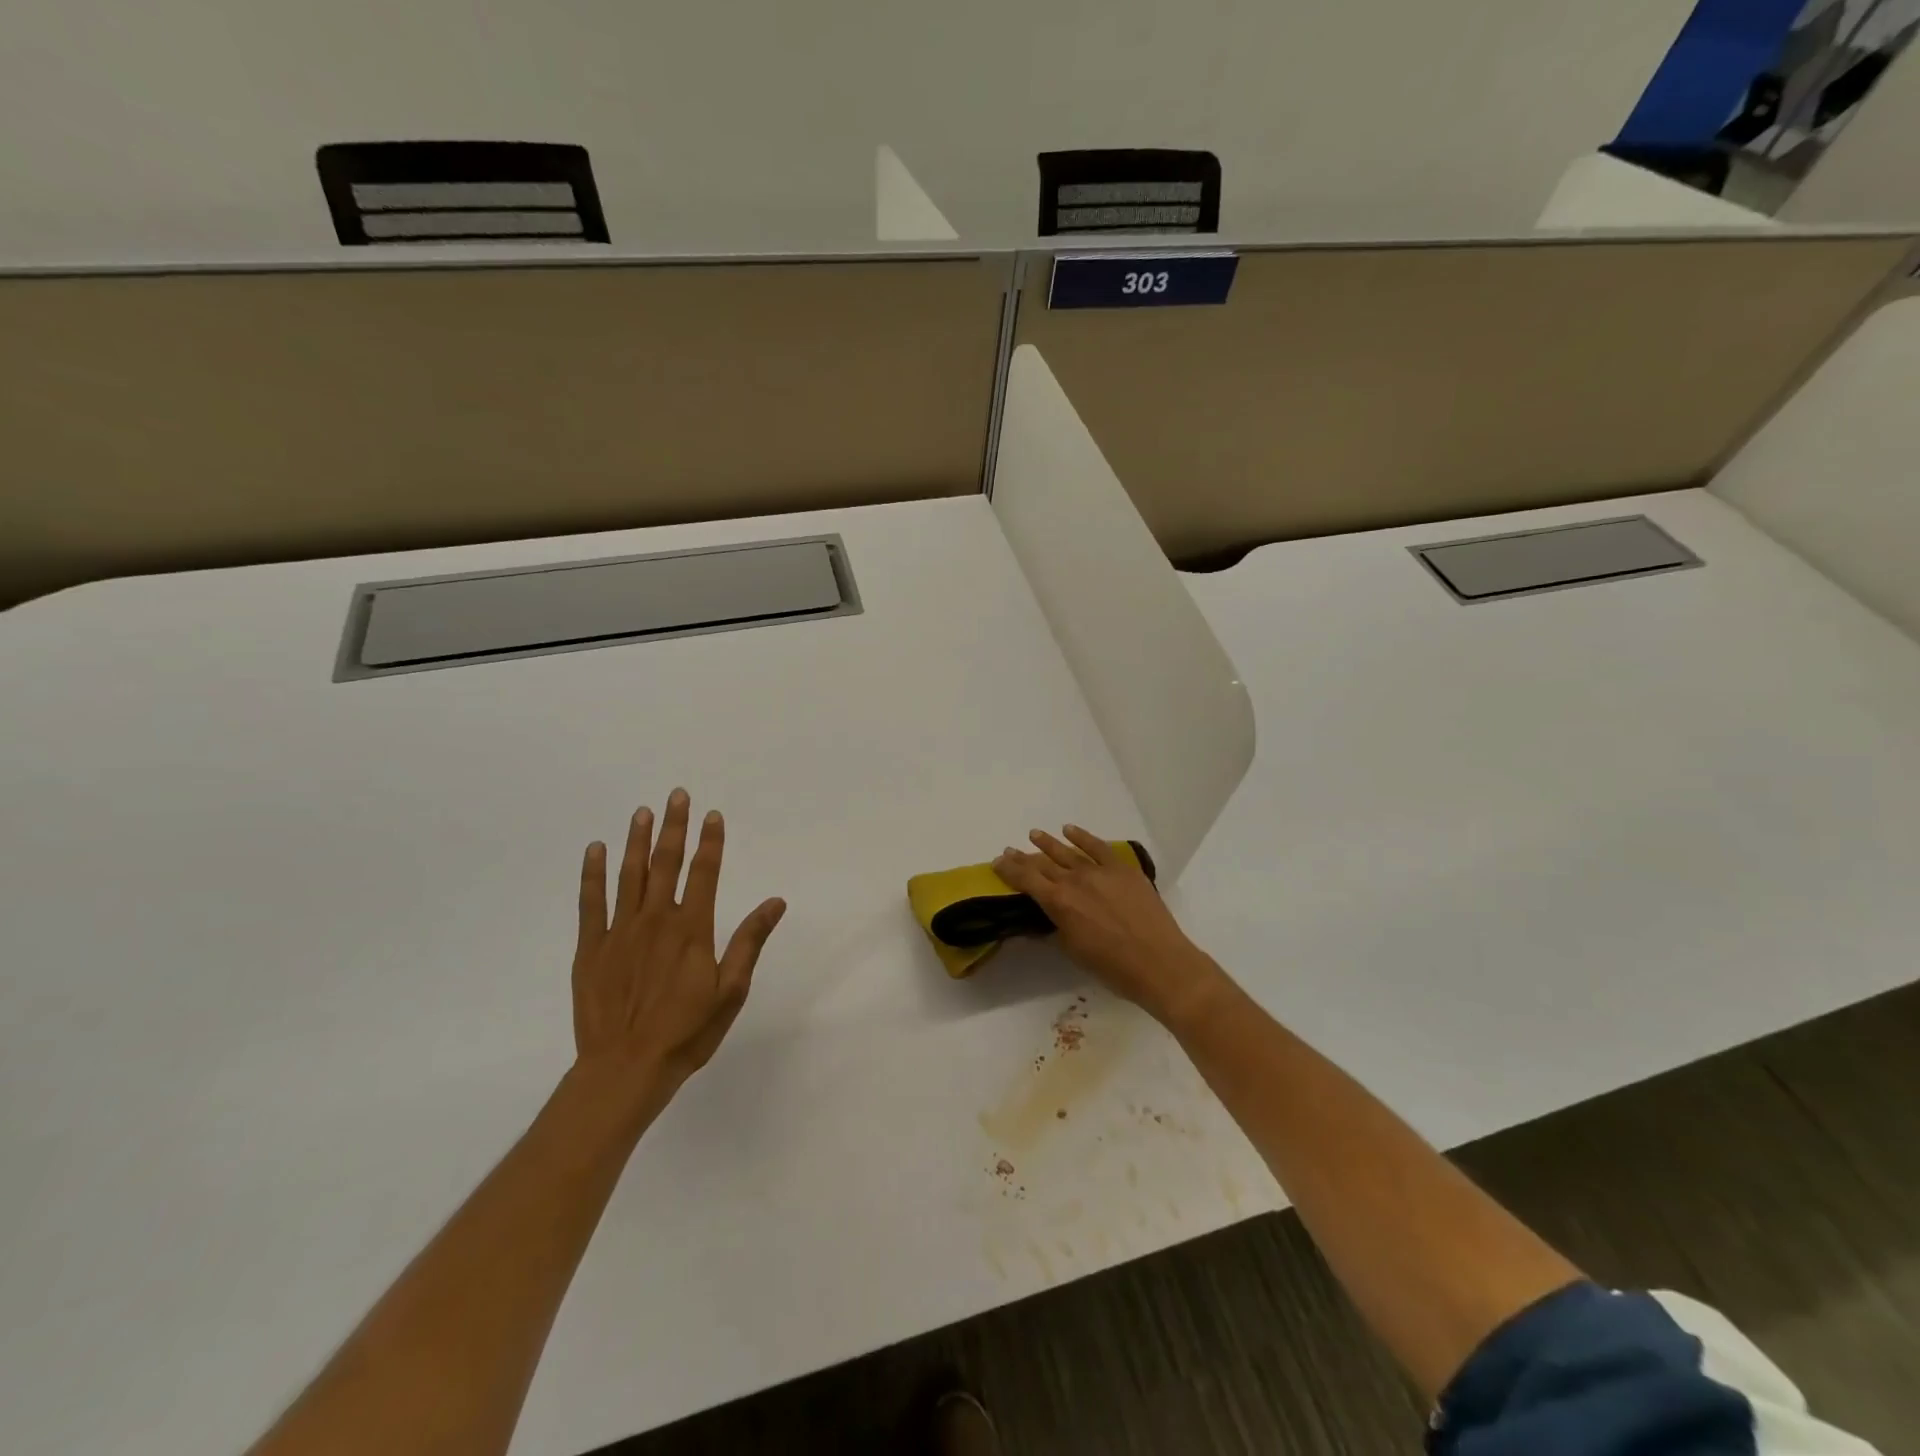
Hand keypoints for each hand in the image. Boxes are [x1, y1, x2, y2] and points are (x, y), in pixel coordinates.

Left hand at [572, 789, 786, 1098]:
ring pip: (629, 875)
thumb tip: (775, 902)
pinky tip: (595, 851)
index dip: (710, 842)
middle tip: (677, 795)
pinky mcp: (591, 948)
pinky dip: (592, 874)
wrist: (625, 1068)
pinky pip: (590, 902)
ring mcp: (619, 932)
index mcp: (691, 929)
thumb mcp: (731, 990)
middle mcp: (655, 920)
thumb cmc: (687, 1032)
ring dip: (637, 841)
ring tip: (643, 812)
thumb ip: (749, 941)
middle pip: (666, 864)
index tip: (712, 815)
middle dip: (674, 827)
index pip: (704, 873)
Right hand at [994, 826, 1230, 1028]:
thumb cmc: (1113, 967)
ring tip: (1034, 834)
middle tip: (1010, 850)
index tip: (997, 862)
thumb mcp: (1073, 951)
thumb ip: (1056, 928)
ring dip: (1048, 843)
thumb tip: (1044, 917)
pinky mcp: (1123, 868)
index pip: (1026, 880)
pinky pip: (1098, 847)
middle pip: (1043, 864)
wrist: (1160, 963)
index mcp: (1059, 903)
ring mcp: (1100, 871)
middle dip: (1024, 857)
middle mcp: (1075, 881)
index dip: (1009, 870)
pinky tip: (1070, 831)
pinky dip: (1082, 837)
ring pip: (1067, 851)